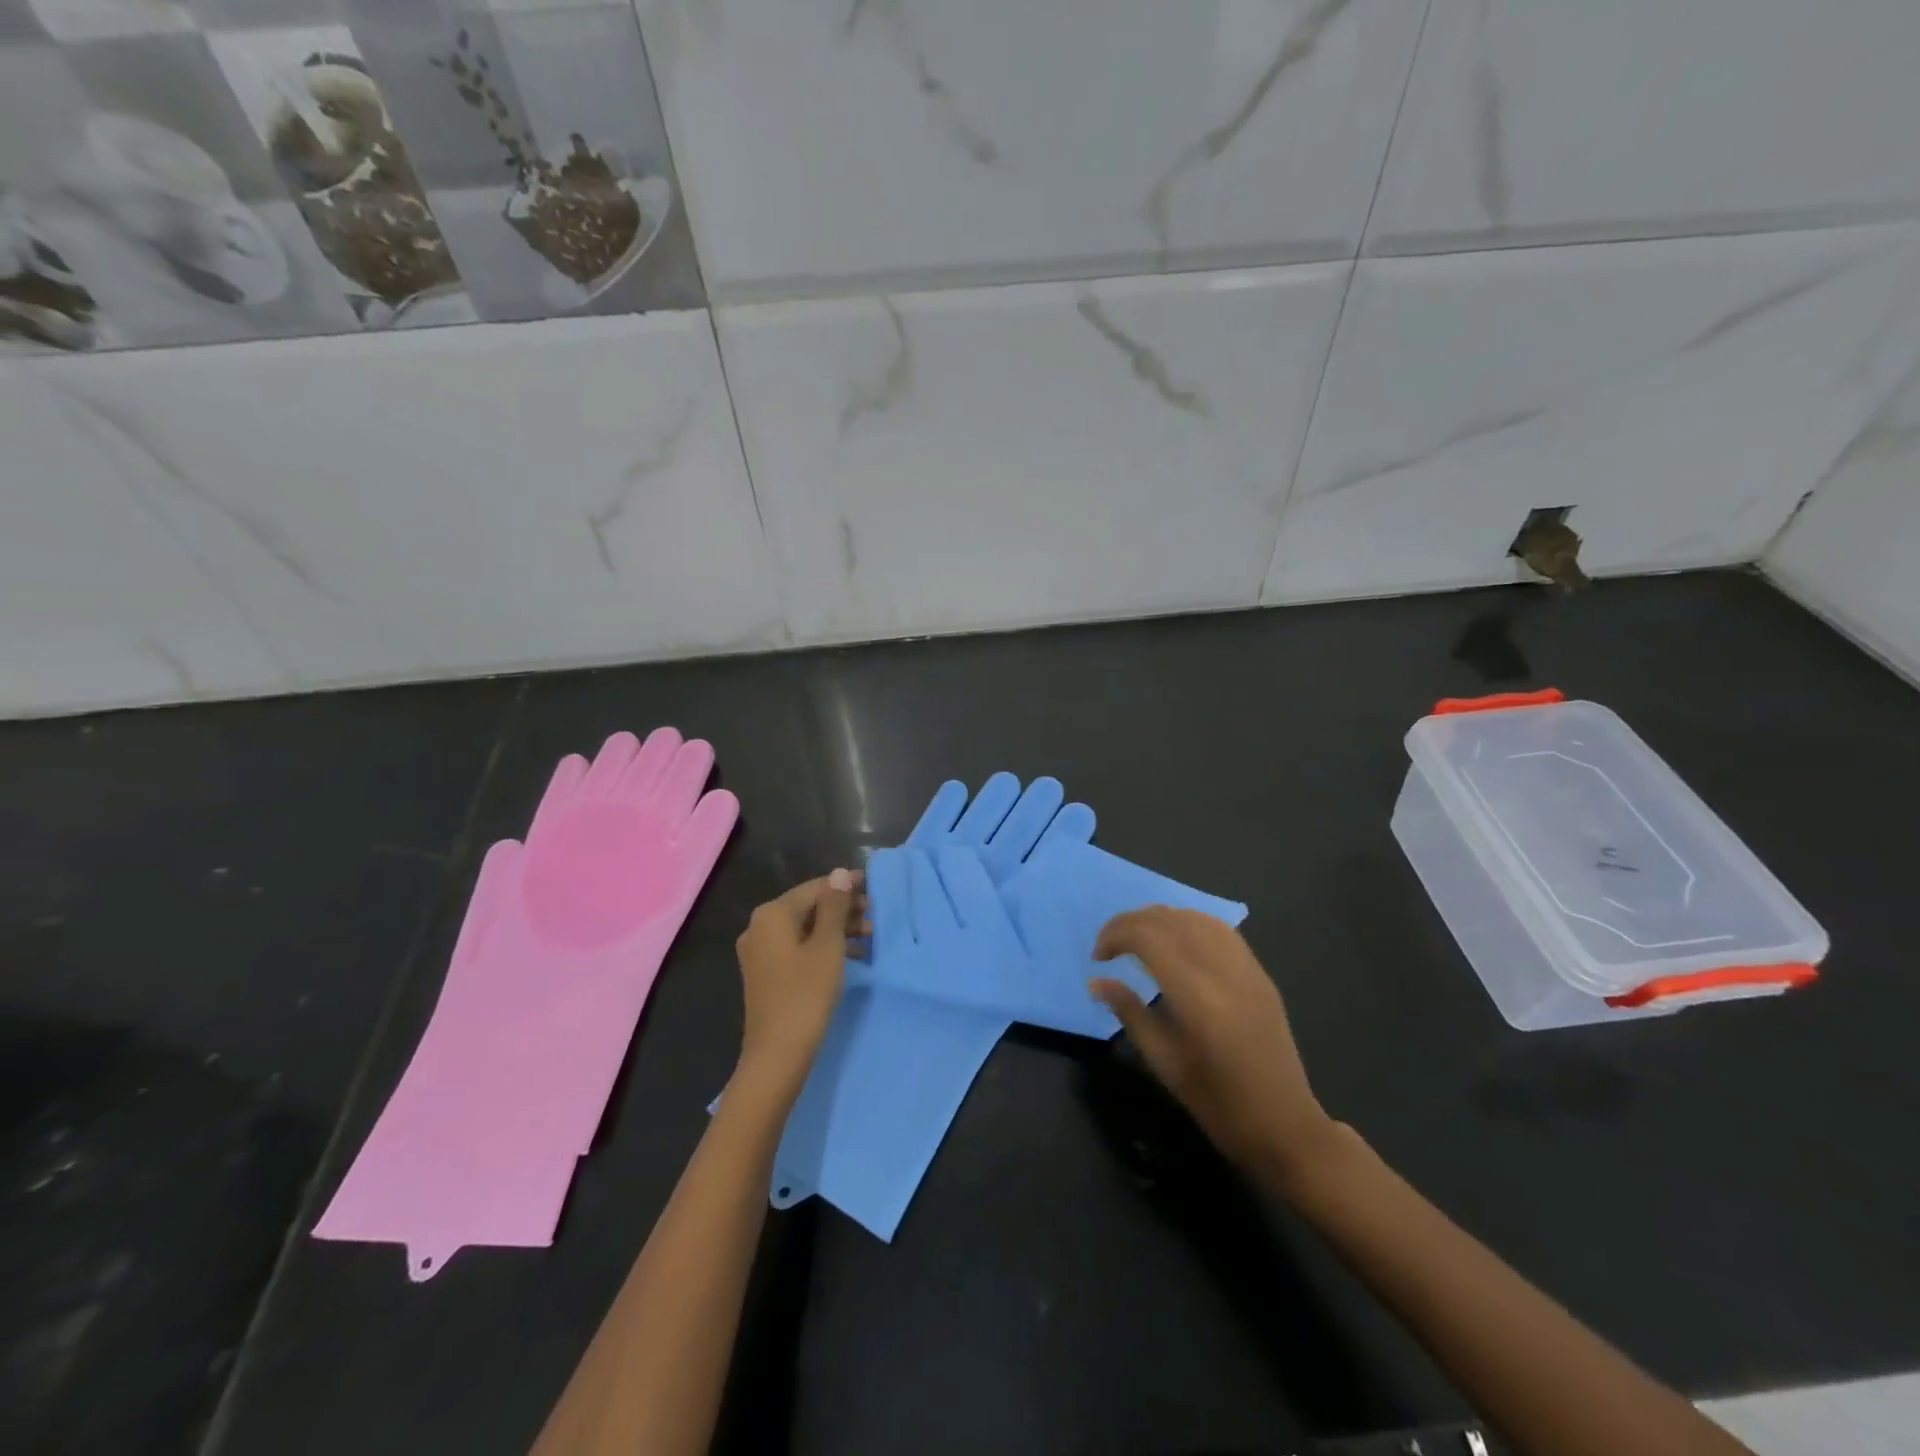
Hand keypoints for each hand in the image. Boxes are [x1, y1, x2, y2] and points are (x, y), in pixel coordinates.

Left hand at [733, 870, 862, 1099]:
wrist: (777, 1056)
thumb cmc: (805, 995)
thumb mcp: (828, 947)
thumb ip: (834, 907)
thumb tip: (840, 873)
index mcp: (771, 915)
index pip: (815, 888)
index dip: (846, 886)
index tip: (875, 887)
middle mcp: (760, 928)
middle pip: (808, 907)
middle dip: (843, 909)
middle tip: (876, 915)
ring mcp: (761, 953)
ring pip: (805, 929)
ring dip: (837, 929)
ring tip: (871, 936)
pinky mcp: (767, 974)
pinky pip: (799, 948)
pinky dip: (824, 947)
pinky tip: (852, 956)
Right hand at [1092, 907, 1337, 1185]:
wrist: (1286, 1127)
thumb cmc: (1219, 1106)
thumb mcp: (1165, 1064)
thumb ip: (1129, 1013)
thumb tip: (1096, 981)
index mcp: (1197, 999)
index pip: (1149, 938)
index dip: (1116, 935)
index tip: (1098, 957)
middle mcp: (1223, 972)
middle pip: (1170, 920)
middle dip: (1131, 922)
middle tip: (1109, 945)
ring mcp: (1247, 969)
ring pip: (1195, 917)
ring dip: (1159, 919)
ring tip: (1138, 939)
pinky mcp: (1260, 973)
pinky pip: (1219, 930)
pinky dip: (1188, 924)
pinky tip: (1175, 941)